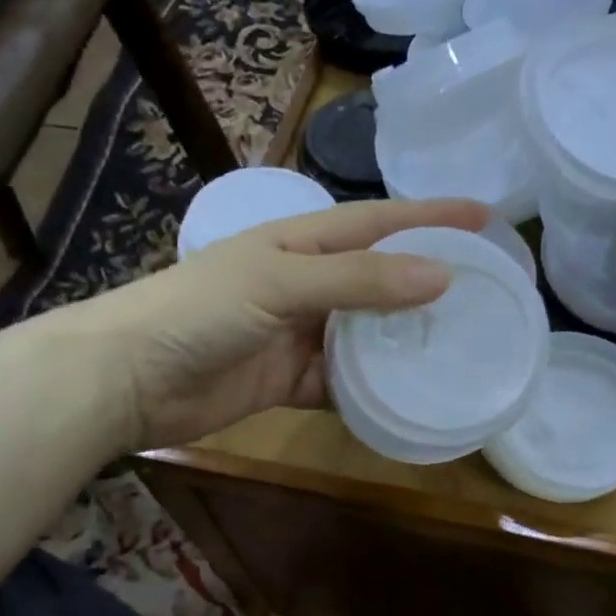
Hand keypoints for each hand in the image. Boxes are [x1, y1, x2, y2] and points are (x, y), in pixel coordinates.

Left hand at [90, 196, 491, 449]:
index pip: (380, 222)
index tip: (486, 219)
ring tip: (460, 349)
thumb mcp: (282, 283)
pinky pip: (342, 382)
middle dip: (428, 283)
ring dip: (404, 342)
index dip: (431, 217)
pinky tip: (407, 398)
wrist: (128, 377)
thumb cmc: (201, 310)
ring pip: (366, 334)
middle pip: (380, 279)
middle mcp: (306, 282)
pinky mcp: (289, 380)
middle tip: (486, 294)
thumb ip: (360, 281)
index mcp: (302, 241)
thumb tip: (441, 276)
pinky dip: (370, 390)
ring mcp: (299, 333)